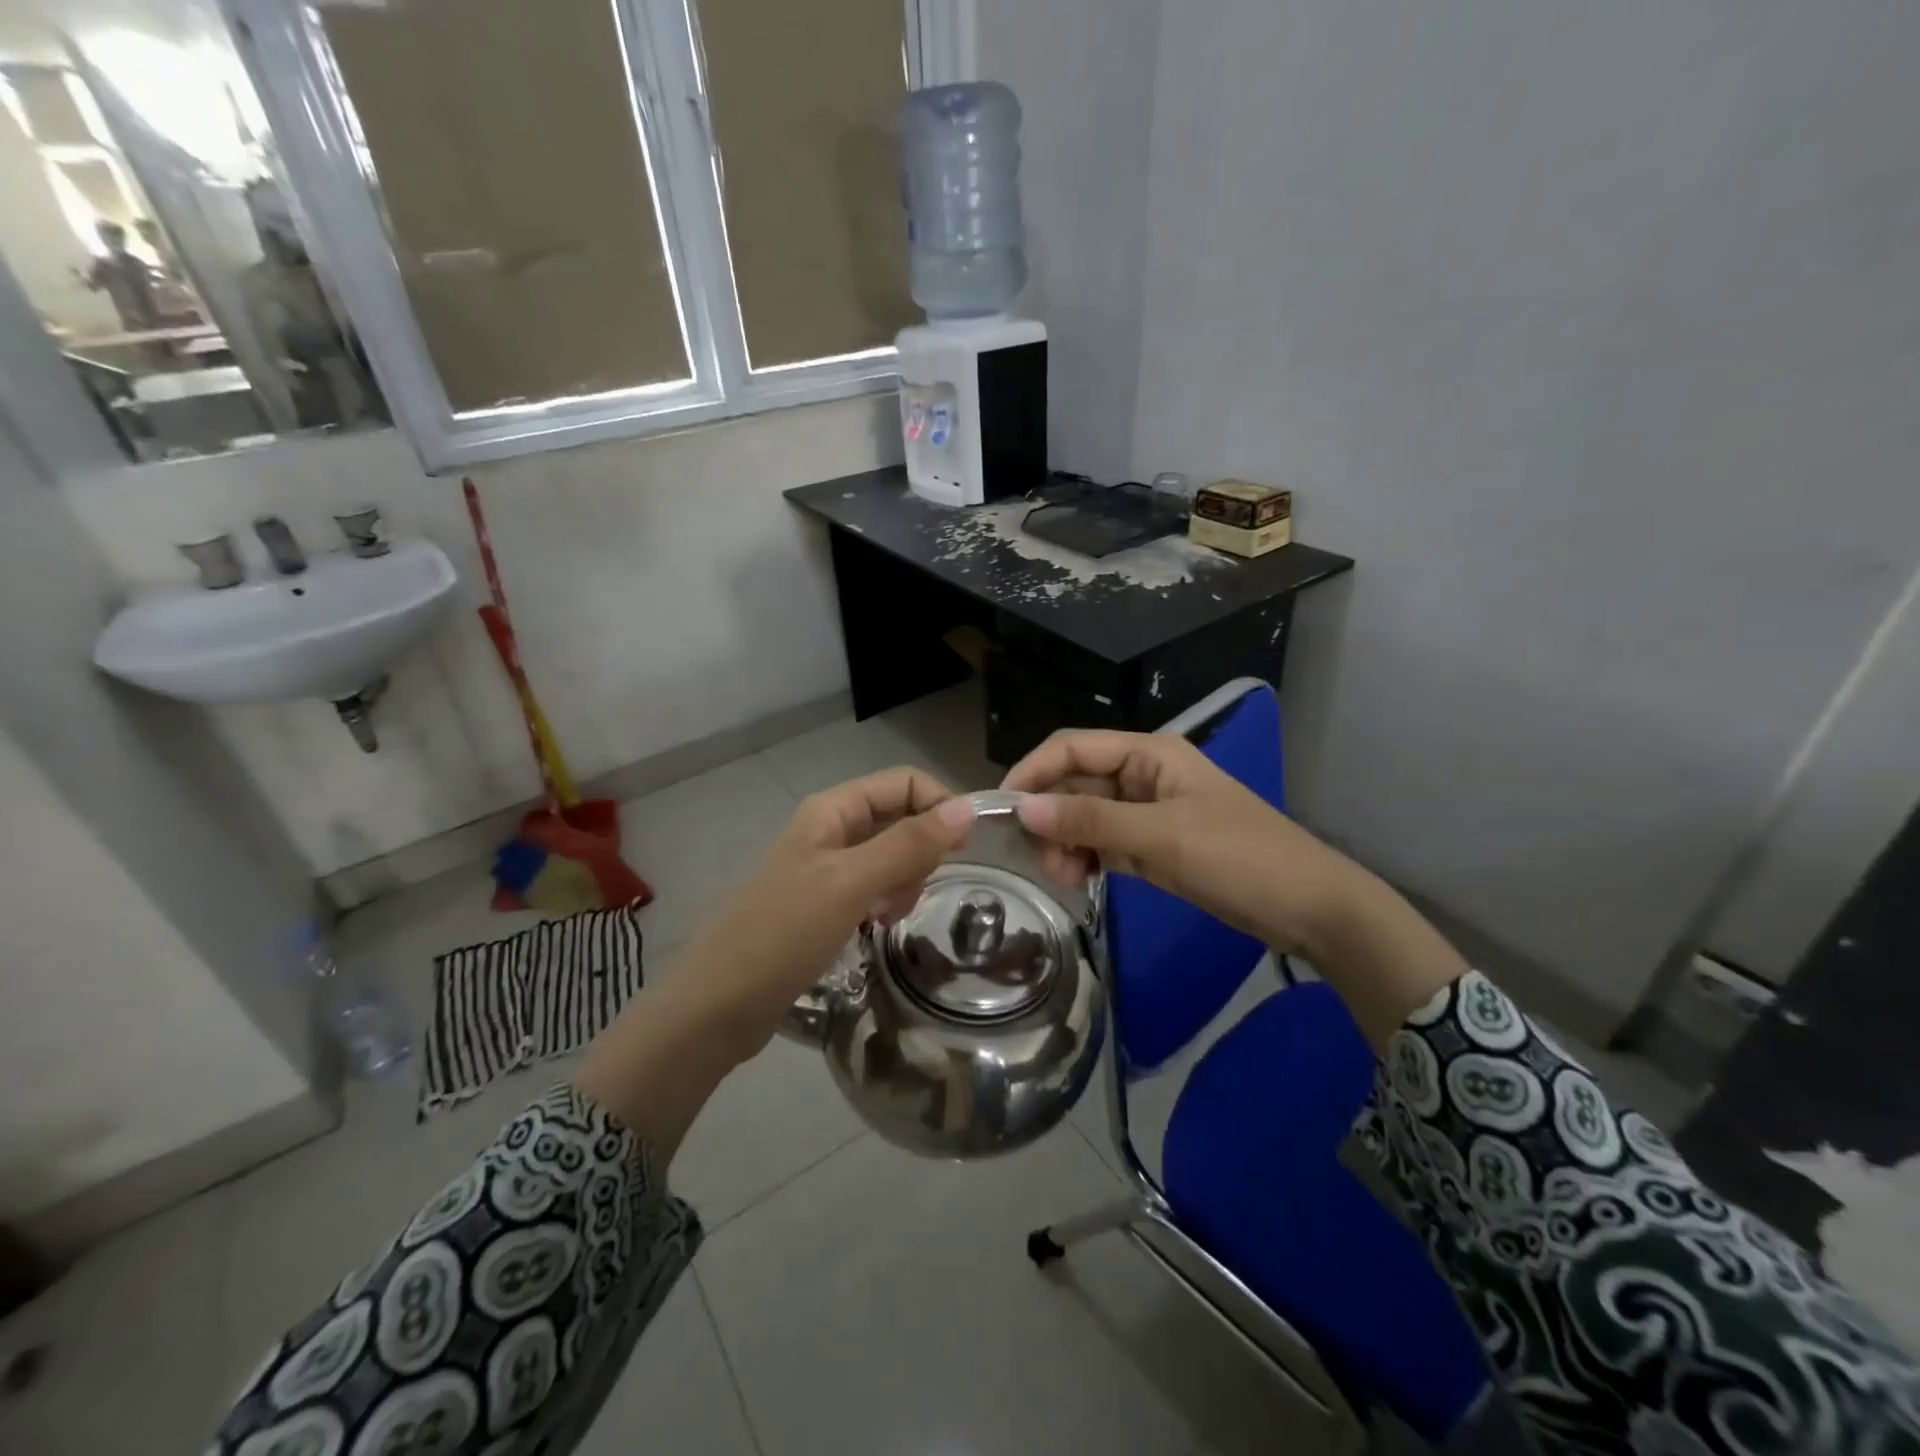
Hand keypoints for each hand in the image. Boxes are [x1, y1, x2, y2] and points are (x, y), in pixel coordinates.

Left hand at [674, 767, 975, 1049]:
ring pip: (892, 856)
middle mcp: (832, 830)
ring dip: (904, 882)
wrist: (718, 1005)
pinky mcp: (827, 904)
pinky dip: (886, 902)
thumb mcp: (850, 883)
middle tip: (908, 892)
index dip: (939, 806)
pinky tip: (876, 926)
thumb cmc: (783, 934)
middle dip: (919, 852)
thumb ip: (909, 844)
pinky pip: (876, 887)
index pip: (904, 782)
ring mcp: (828, 868)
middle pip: (901, 818)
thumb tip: (969, 809)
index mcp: (833, 810)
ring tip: (886, 916)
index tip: (964, 850)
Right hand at [1001, 729, 1467, 1046]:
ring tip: (1062, 876)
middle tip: (1037, 859)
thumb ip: (1090, 820)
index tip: (1001, 808)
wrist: (1309, 907)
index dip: (1033, 771)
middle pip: (1075, 782)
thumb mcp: (1162, 835)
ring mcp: (1147, 812)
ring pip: (1085, 816)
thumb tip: (1022, 809)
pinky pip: (1103, 843)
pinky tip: (1077, 879)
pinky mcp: (1153, 846)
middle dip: (1049, 816)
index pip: (1073, 747)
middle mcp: (1142, 775)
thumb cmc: (1240, 857)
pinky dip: (1085, 858)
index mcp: (1150, 754)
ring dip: (1065, 841)